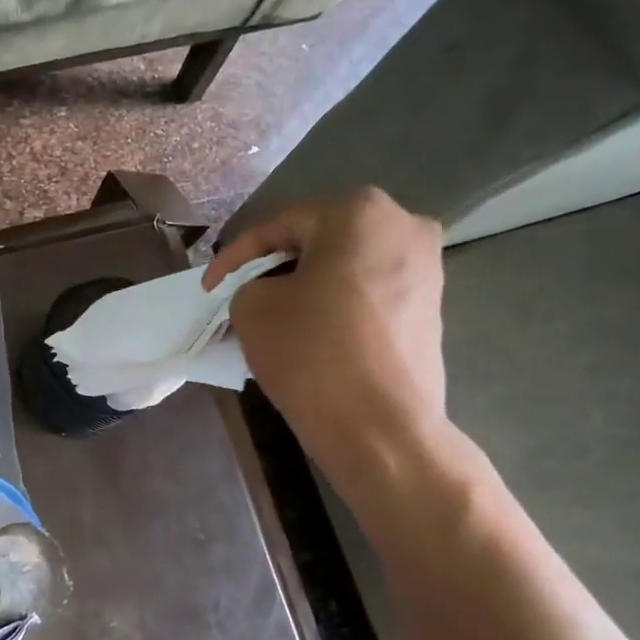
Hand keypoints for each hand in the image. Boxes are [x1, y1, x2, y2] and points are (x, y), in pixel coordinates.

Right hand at [207, 190, 446, 445]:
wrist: (380, 427)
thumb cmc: (312, 352)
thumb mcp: (252, 308)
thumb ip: (249, 284)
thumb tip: (266, 291)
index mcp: (359, 212)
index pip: (278, 227)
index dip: (234, 258)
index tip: (209, 289)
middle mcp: (403, 225)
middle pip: (316, 241)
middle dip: (273, 269)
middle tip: (240, 297)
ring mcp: (426, 267)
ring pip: (344, 267)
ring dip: (305, 286)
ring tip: (271, 316)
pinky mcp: (431, 307)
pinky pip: (368, 293)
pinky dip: (335, 304)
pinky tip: (310, 331)